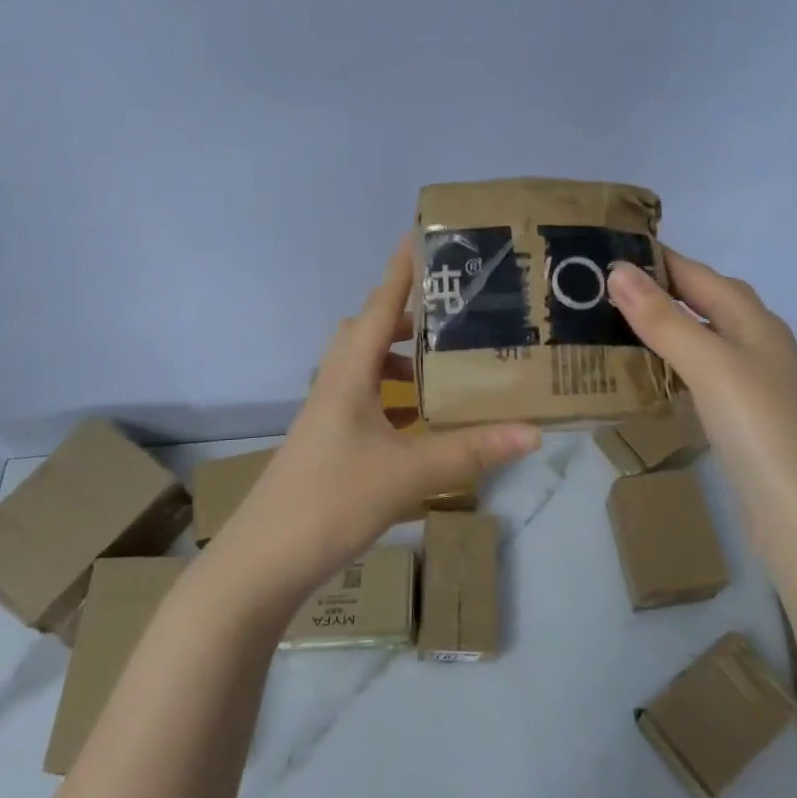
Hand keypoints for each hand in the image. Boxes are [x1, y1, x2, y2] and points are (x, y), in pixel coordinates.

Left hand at [214, 236, 541, 605]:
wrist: (263, 561)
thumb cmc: (333, 501)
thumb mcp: (409, 474)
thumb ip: (471, 451)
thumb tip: (533, 432)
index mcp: (348, 376)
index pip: (379, 308)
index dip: (401, 271)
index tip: (421, 235)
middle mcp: (333, 385)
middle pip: (366, 333)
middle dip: (406, 319)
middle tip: (451, 321)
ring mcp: (325, 417)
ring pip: (363, 369)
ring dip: (399, 362)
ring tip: (443, 374)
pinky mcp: (325, 444)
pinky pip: (362, 402)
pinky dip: (391, 399)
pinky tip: (417, 426)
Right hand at [607, 250, 796, 537]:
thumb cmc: (760, 429)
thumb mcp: (710, 366)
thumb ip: (664, 319)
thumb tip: (618, 271)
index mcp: (753, 321)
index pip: (697, 274)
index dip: (656, 259)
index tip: (604, 252)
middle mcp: (757, 344)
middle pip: (704, 303)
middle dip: (657, 291)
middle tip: (600, 291)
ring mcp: (753, 384)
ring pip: (701, 341)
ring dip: (663, 330)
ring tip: (613, 329)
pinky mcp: (743, 419)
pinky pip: (701, 377)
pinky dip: (672, 369)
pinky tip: (648, 380)